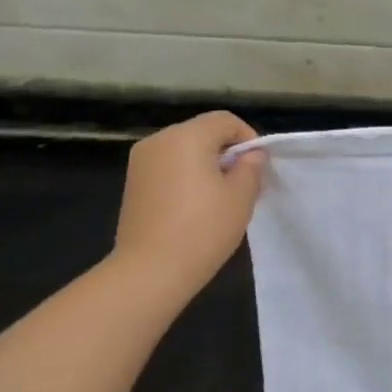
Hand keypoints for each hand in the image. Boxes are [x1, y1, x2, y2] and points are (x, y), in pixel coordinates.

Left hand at [113, 111, 265, 297]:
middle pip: (201, 133)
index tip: (258, 167)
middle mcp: (159, 140)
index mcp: (186, 136)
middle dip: (225, 152)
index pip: (224, 120)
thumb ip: (250, 168)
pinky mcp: (132, 184)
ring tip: (218, 199)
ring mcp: (140, 162)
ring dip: (204, 166)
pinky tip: (194, 208)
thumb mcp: (240, 198)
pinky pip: (167, 168)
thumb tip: (251, 155)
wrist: (150, 271)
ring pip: (182, 151)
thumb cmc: (202, 230)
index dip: (247, 137)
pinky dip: (184, 178)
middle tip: (242, 185)